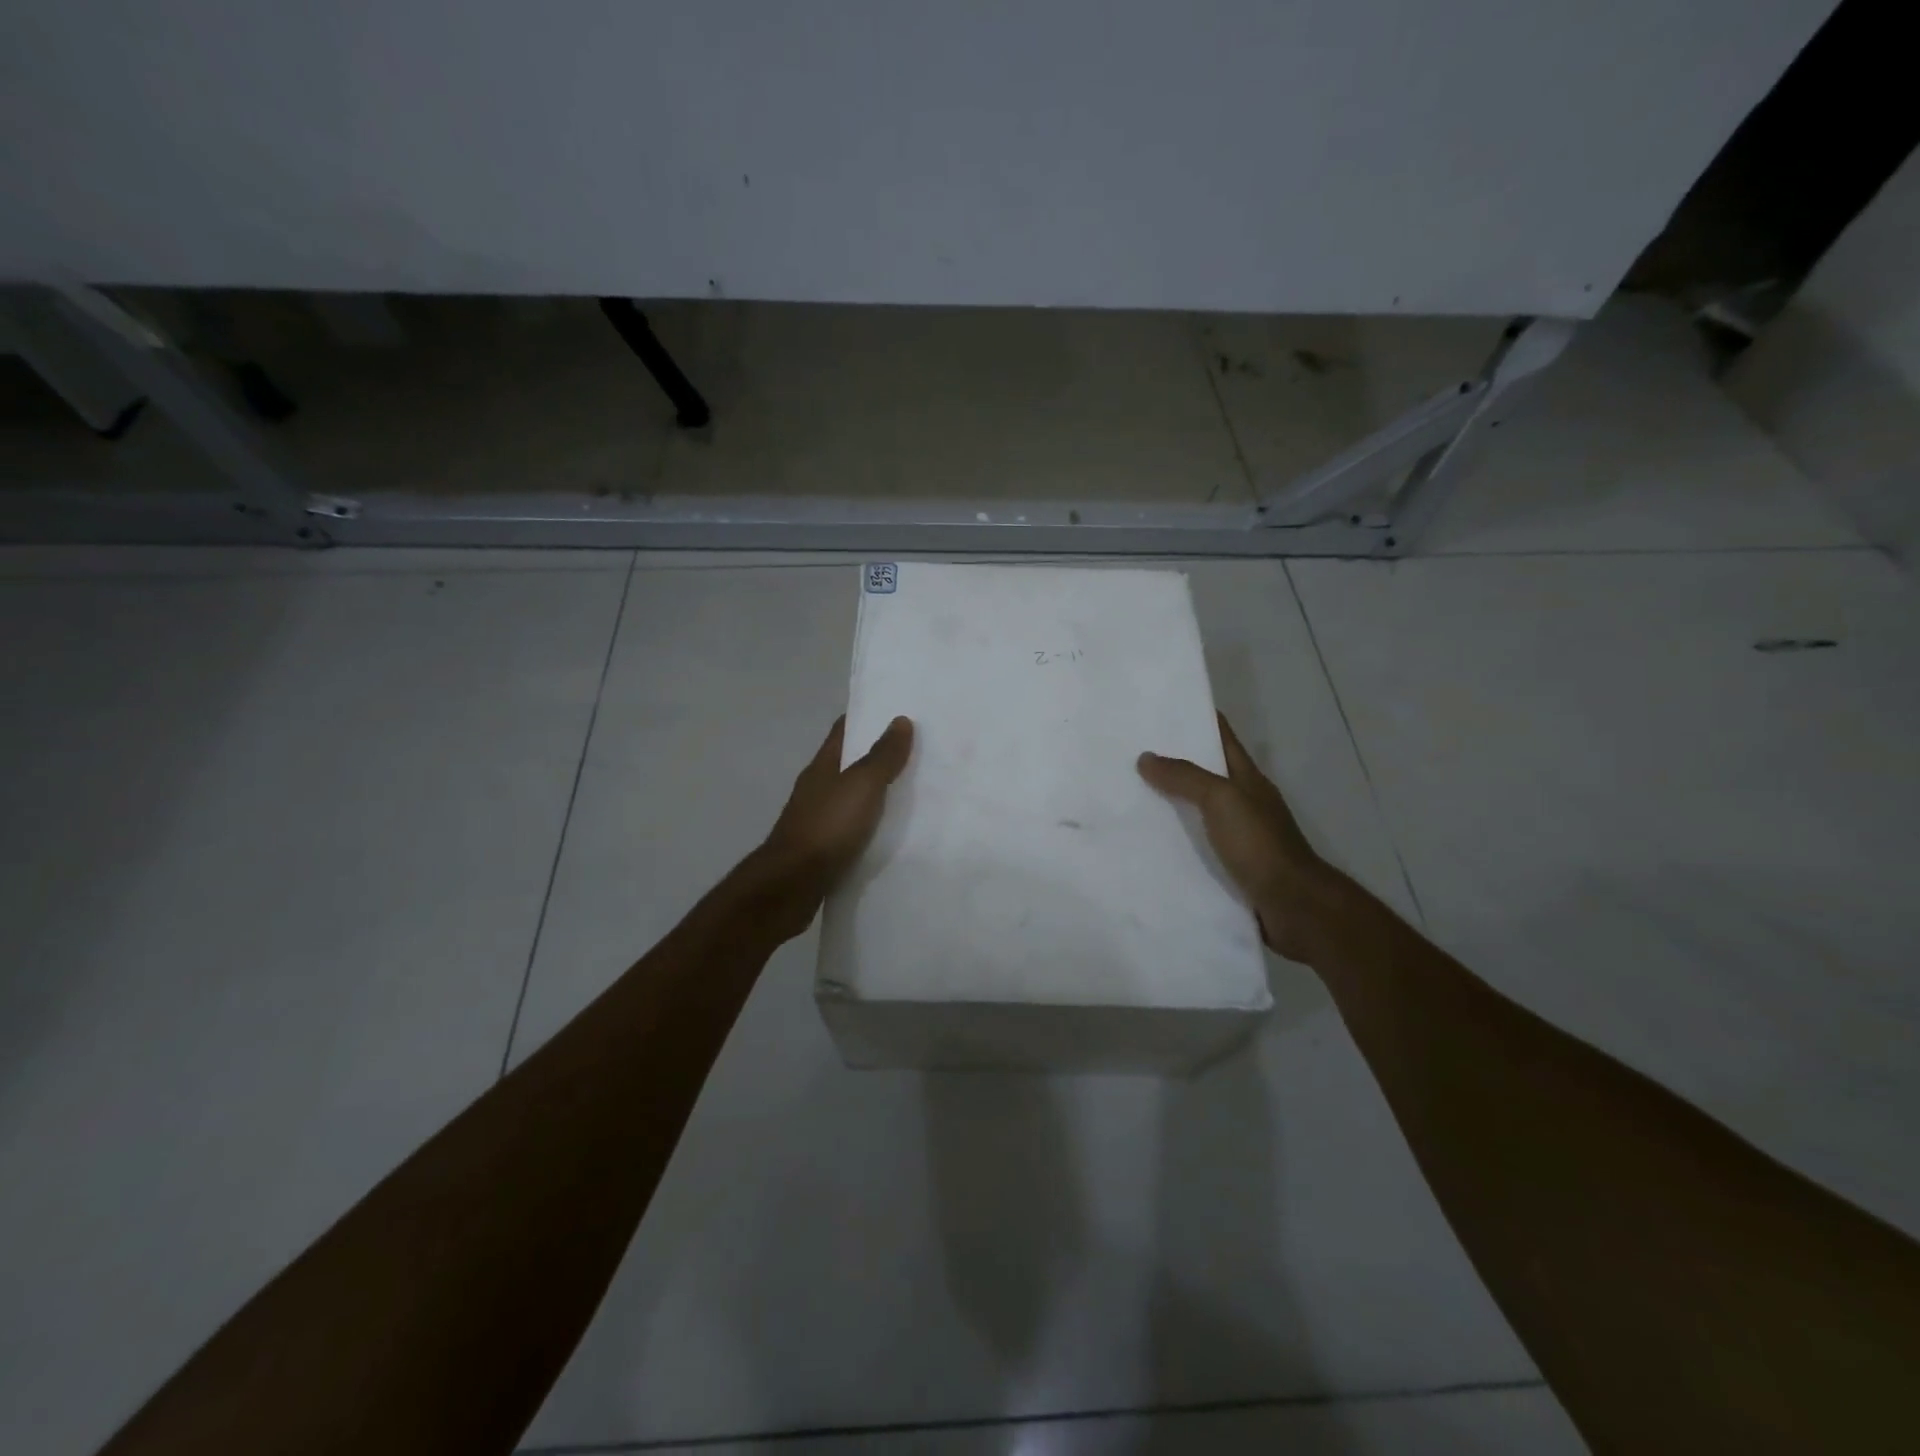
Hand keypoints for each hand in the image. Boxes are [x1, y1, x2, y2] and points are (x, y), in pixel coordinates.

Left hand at [761, 714, 914, 904]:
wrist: (792, 884)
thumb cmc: (828, 826)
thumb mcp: (861, 785)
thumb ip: (882, 756)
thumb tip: (899, 720)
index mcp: (822, 766)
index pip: (844, 731)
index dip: (867, 718)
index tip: (896, 712)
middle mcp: (817, 789)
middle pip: (848, 763)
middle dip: (877, 755)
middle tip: (916, 751)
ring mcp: (818, 820)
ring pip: (851, 797)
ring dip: (875, 792)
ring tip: (912, 790)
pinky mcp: (823, 849)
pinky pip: (853, 828)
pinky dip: (871, 824)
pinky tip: (891, 831)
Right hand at [1138, 713, 1339, 962]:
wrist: (1293, 907)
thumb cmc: (1260, 844)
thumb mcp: (1222, 800)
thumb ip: (1185, 777)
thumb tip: (1146, 757)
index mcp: (1247, 779)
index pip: (1221, 737)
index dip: (1197, 719)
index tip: (1161, 708)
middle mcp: (1243, 802)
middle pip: (1204, 774)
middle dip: (1172, 762)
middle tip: (1127, 752)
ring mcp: (1238, 836)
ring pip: (1196, 811)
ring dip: (1169, 803)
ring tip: (1126, 796)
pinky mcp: (1229, 867)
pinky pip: (1195, 845)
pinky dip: (1174, 840)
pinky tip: (1145, 843)